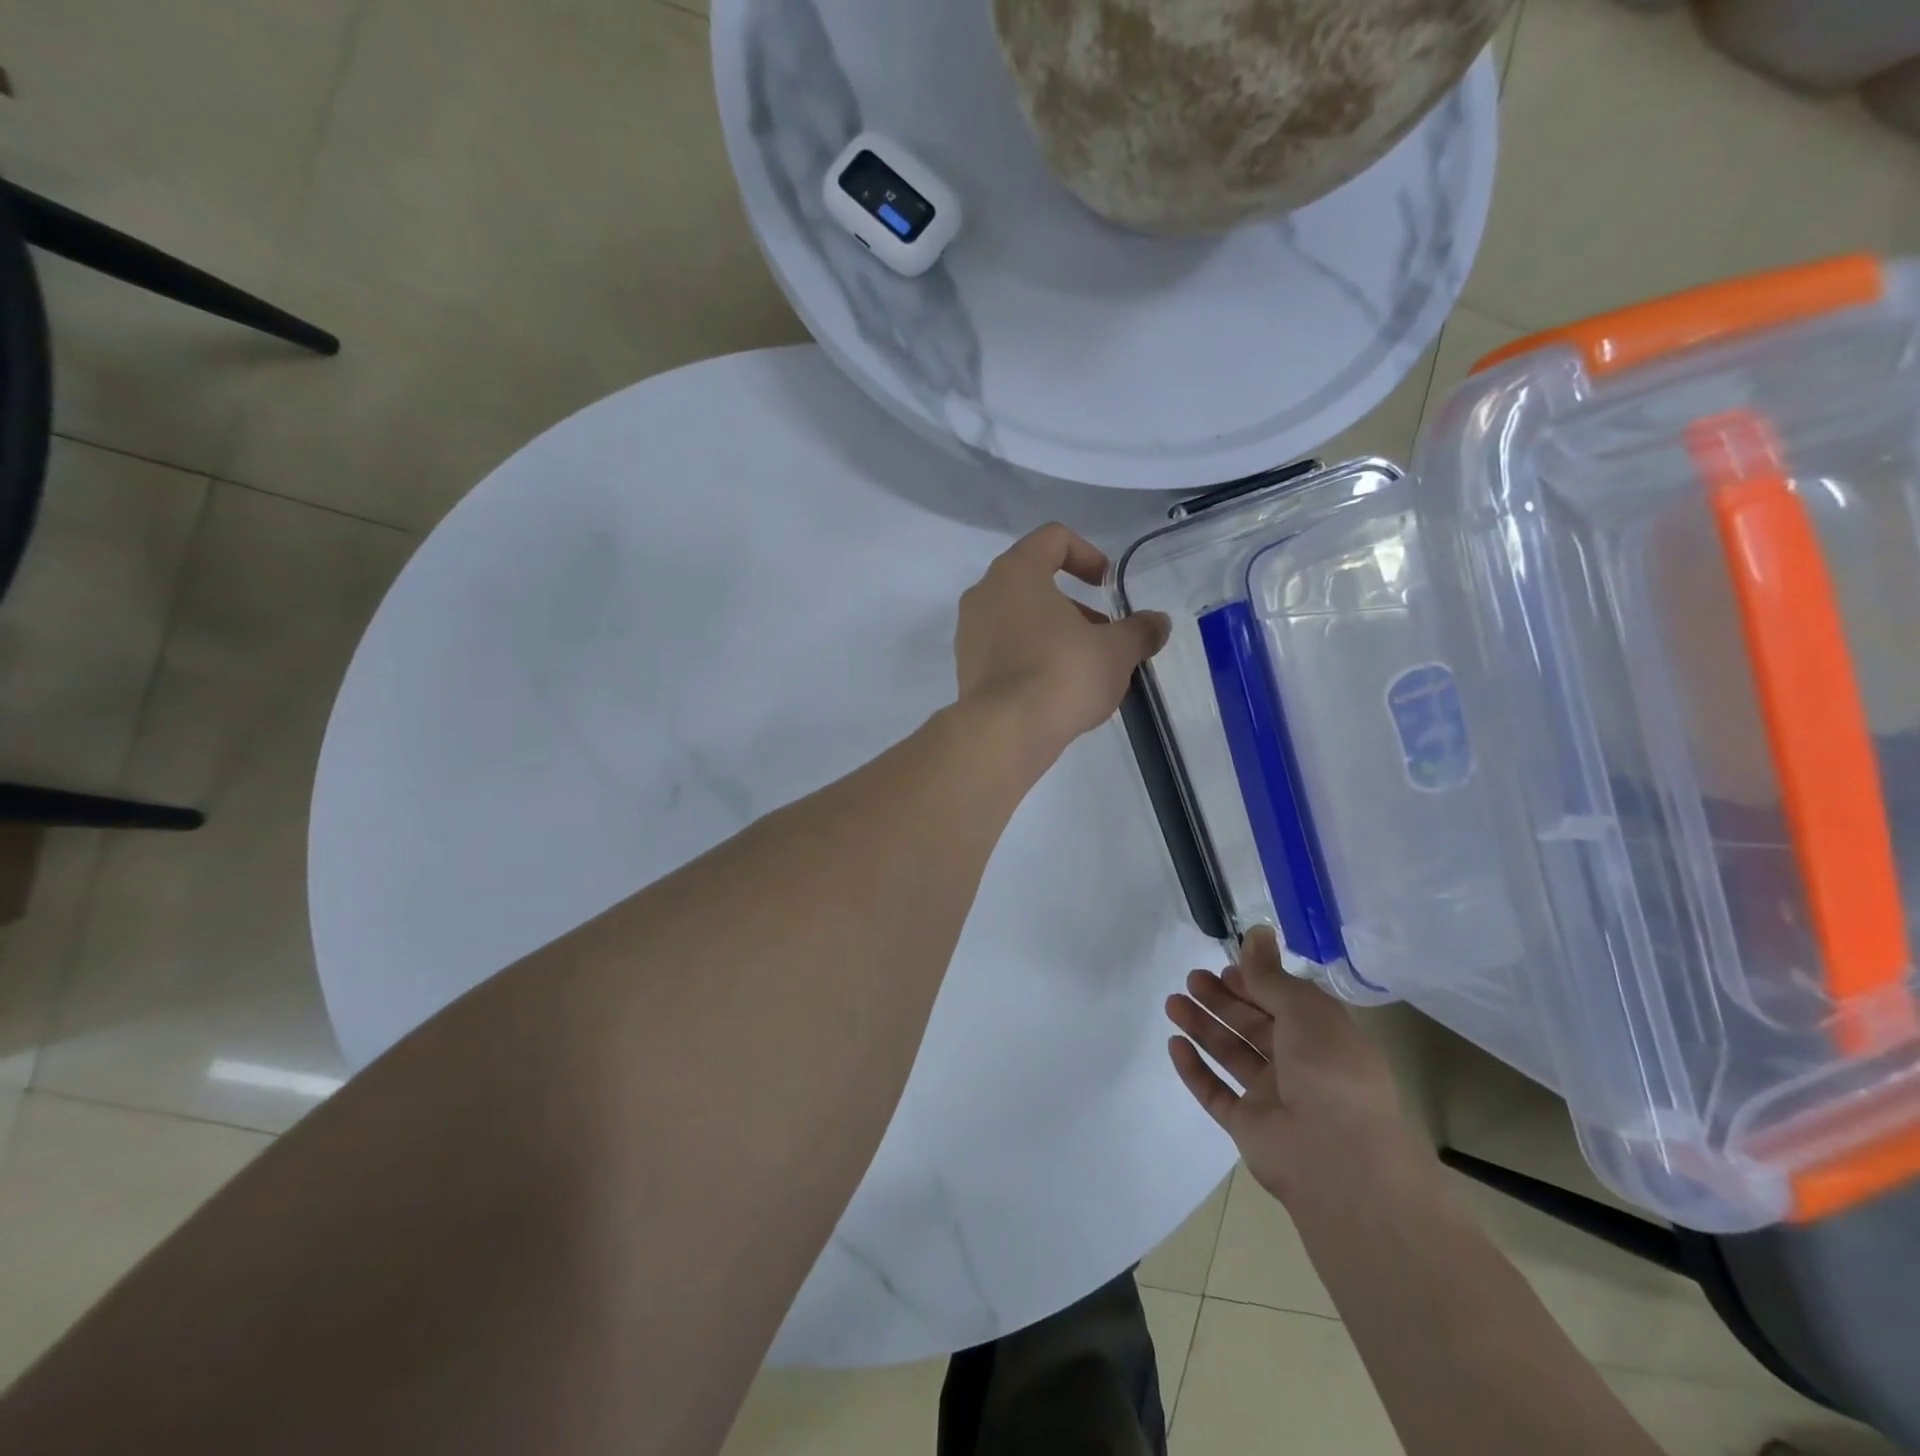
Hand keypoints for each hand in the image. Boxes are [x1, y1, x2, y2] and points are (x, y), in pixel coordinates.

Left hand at [955, 524, 1170, 765]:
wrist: (1004, 733)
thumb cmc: (1062, 674)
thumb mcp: (1116, 651)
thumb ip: (1140, 630)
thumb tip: (1157, 624)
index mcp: (1016, 571)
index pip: (1053, 538)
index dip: (1087, 555)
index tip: (1107, 586)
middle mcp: (984, 593)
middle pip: (1034, 581)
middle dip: (1074, 604)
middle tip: (1103, 634)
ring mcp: (969, 632)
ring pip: (1018, 617)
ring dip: (1053, 633)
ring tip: (1084, 667)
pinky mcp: (966, 668)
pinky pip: (1004, 649)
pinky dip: (1030, 657)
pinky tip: (1056, 690)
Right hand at [1165, 928, 1432, 1210]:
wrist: (1338, 1160)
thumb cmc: (1330, 1073)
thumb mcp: (1305, 1011)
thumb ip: (1271, 976)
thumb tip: (1257, 931)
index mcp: (1322, 1037)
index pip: (1283, 1002)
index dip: (1254, 984)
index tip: (1226, 968)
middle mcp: (1299, 1065)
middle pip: (1252, 1025)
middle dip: (1222, 1000)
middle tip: (1192, 980)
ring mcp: (1272, 1098)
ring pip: (1231, 1054)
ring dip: (1203, 1026)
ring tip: (1173, 1003)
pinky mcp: (1247, 1126)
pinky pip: (1215, 1092)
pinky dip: (1194, 1069)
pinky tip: (1175, 1044)